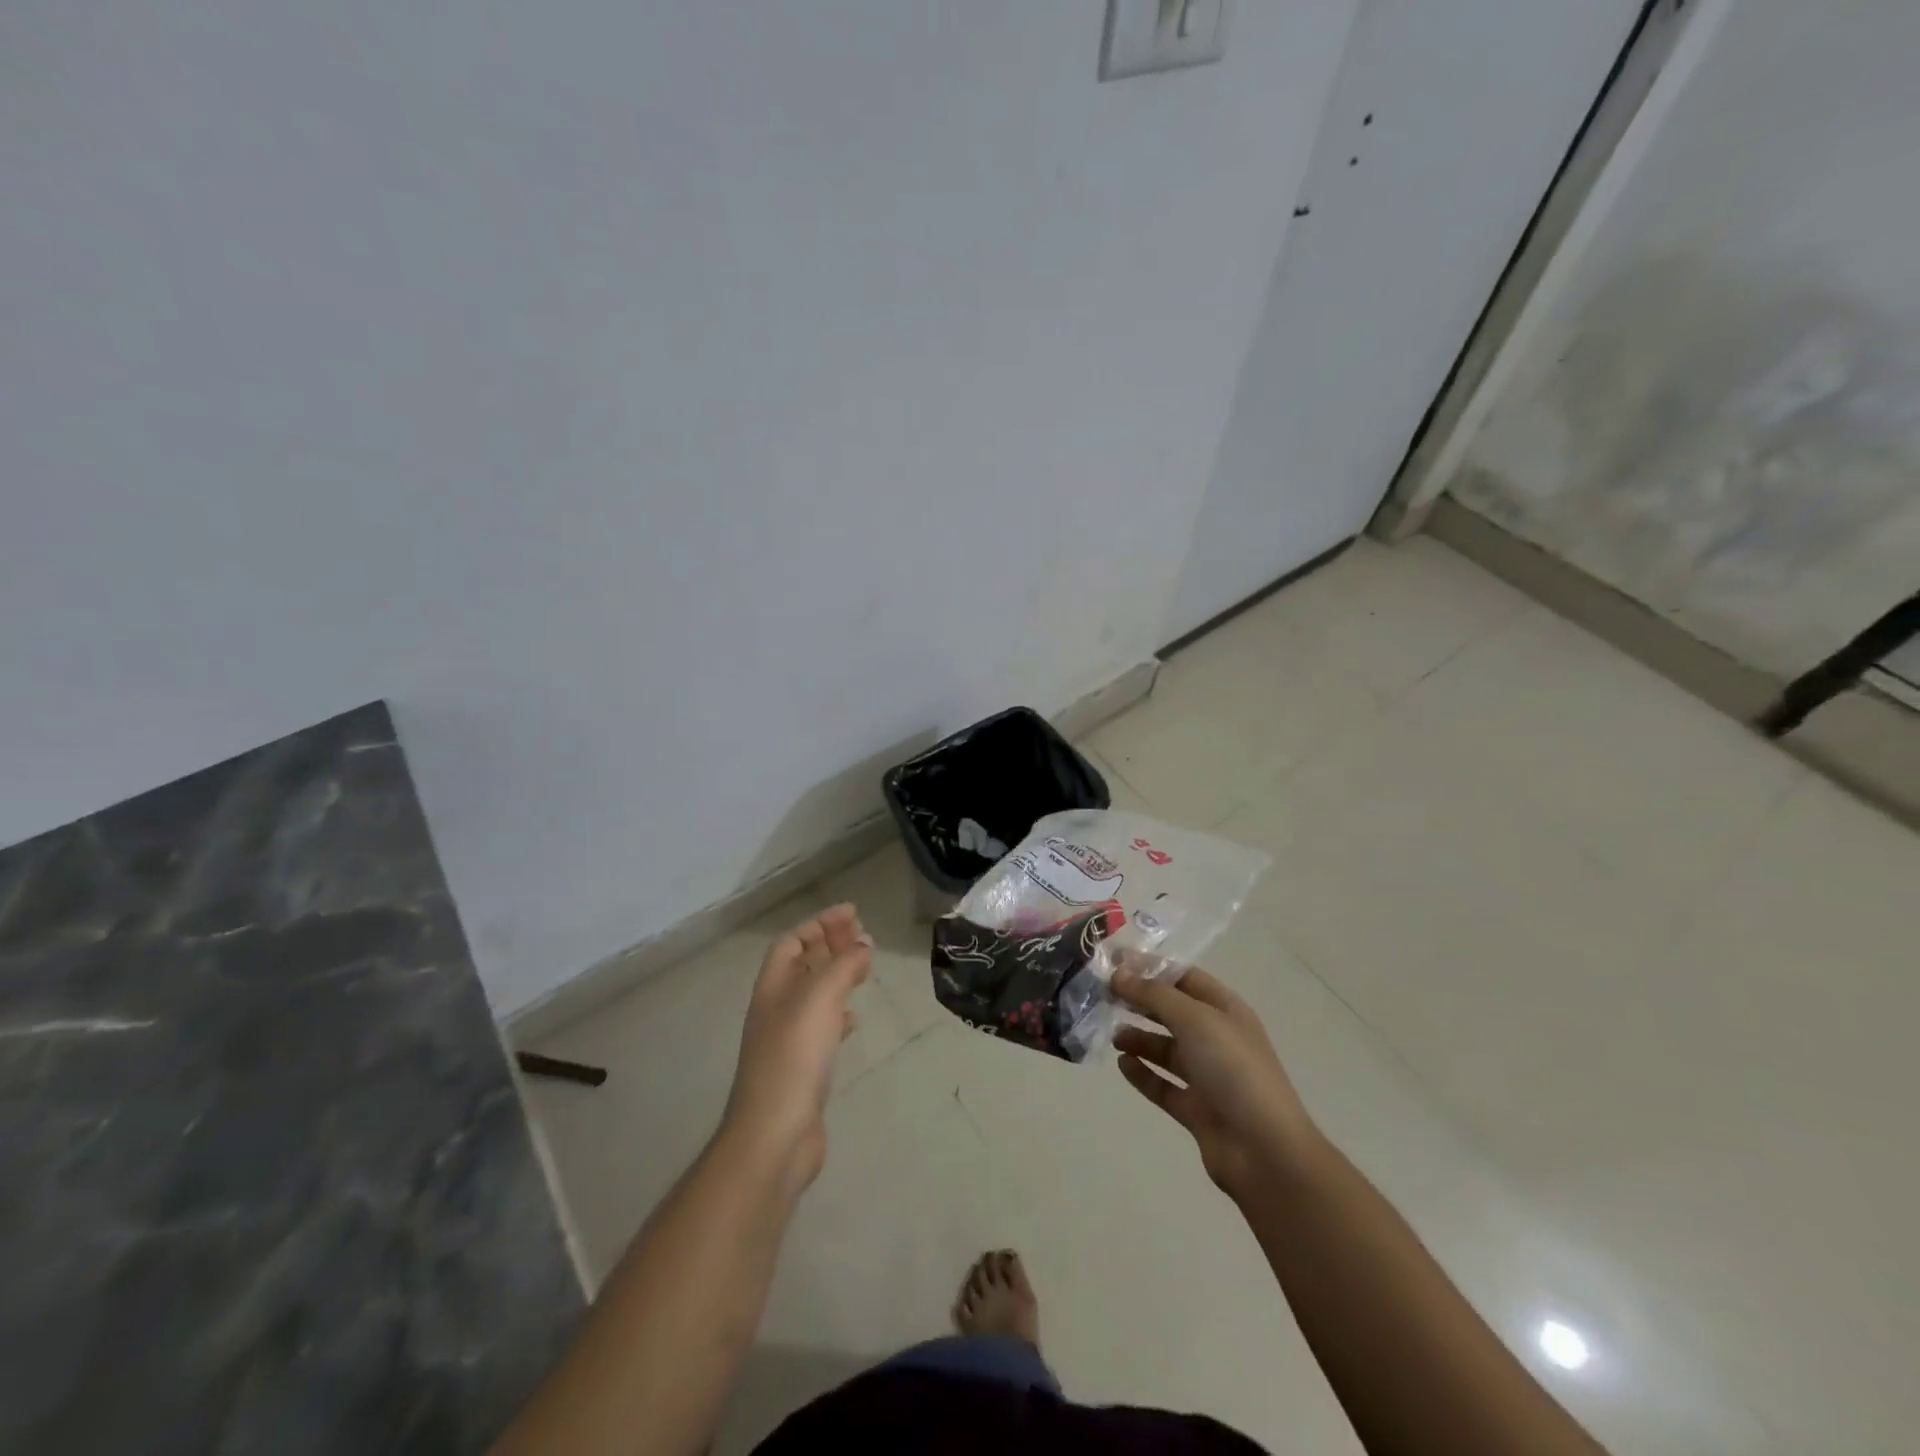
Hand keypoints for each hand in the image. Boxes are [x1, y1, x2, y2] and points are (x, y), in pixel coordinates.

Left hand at [722, 904, 871, 1190]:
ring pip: (814, 994)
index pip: (792, 942)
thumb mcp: (820, 998)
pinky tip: (853, 1018)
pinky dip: (839, 1013)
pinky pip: (822, 1026)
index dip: (819, 923)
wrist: (775, 1134)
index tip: (852, 913)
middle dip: (831, 945)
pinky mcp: (803, 1068)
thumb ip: (843, 966)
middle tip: (864, 935)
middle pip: (803, 965)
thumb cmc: (794, 1056)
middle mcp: (777, 1008)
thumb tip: (863, 945)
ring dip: (838, 976)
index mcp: (773, 987)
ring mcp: (788, 1040)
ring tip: (865, 967)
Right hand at [1111, 964, 1320, 1200]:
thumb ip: (1154, 994)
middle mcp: (1218, 1039)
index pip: (1184, 977)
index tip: (1114, 962)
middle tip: (1104, 995)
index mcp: (1226, 1010)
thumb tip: (1119, 974)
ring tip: (1113, 1035)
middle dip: (1141, 1001)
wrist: (1265, 1150)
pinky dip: (1143, 1074)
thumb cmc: (1233, 1069)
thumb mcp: (1194, 1019)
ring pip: (1167, 1049)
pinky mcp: (1197, 1110)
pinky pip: (1163, 1085)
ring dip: (1139, 1038)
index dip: (1151, 967)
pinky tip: (1122, 1065)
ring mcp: (1208, 1076)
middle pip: (1173, 1012)